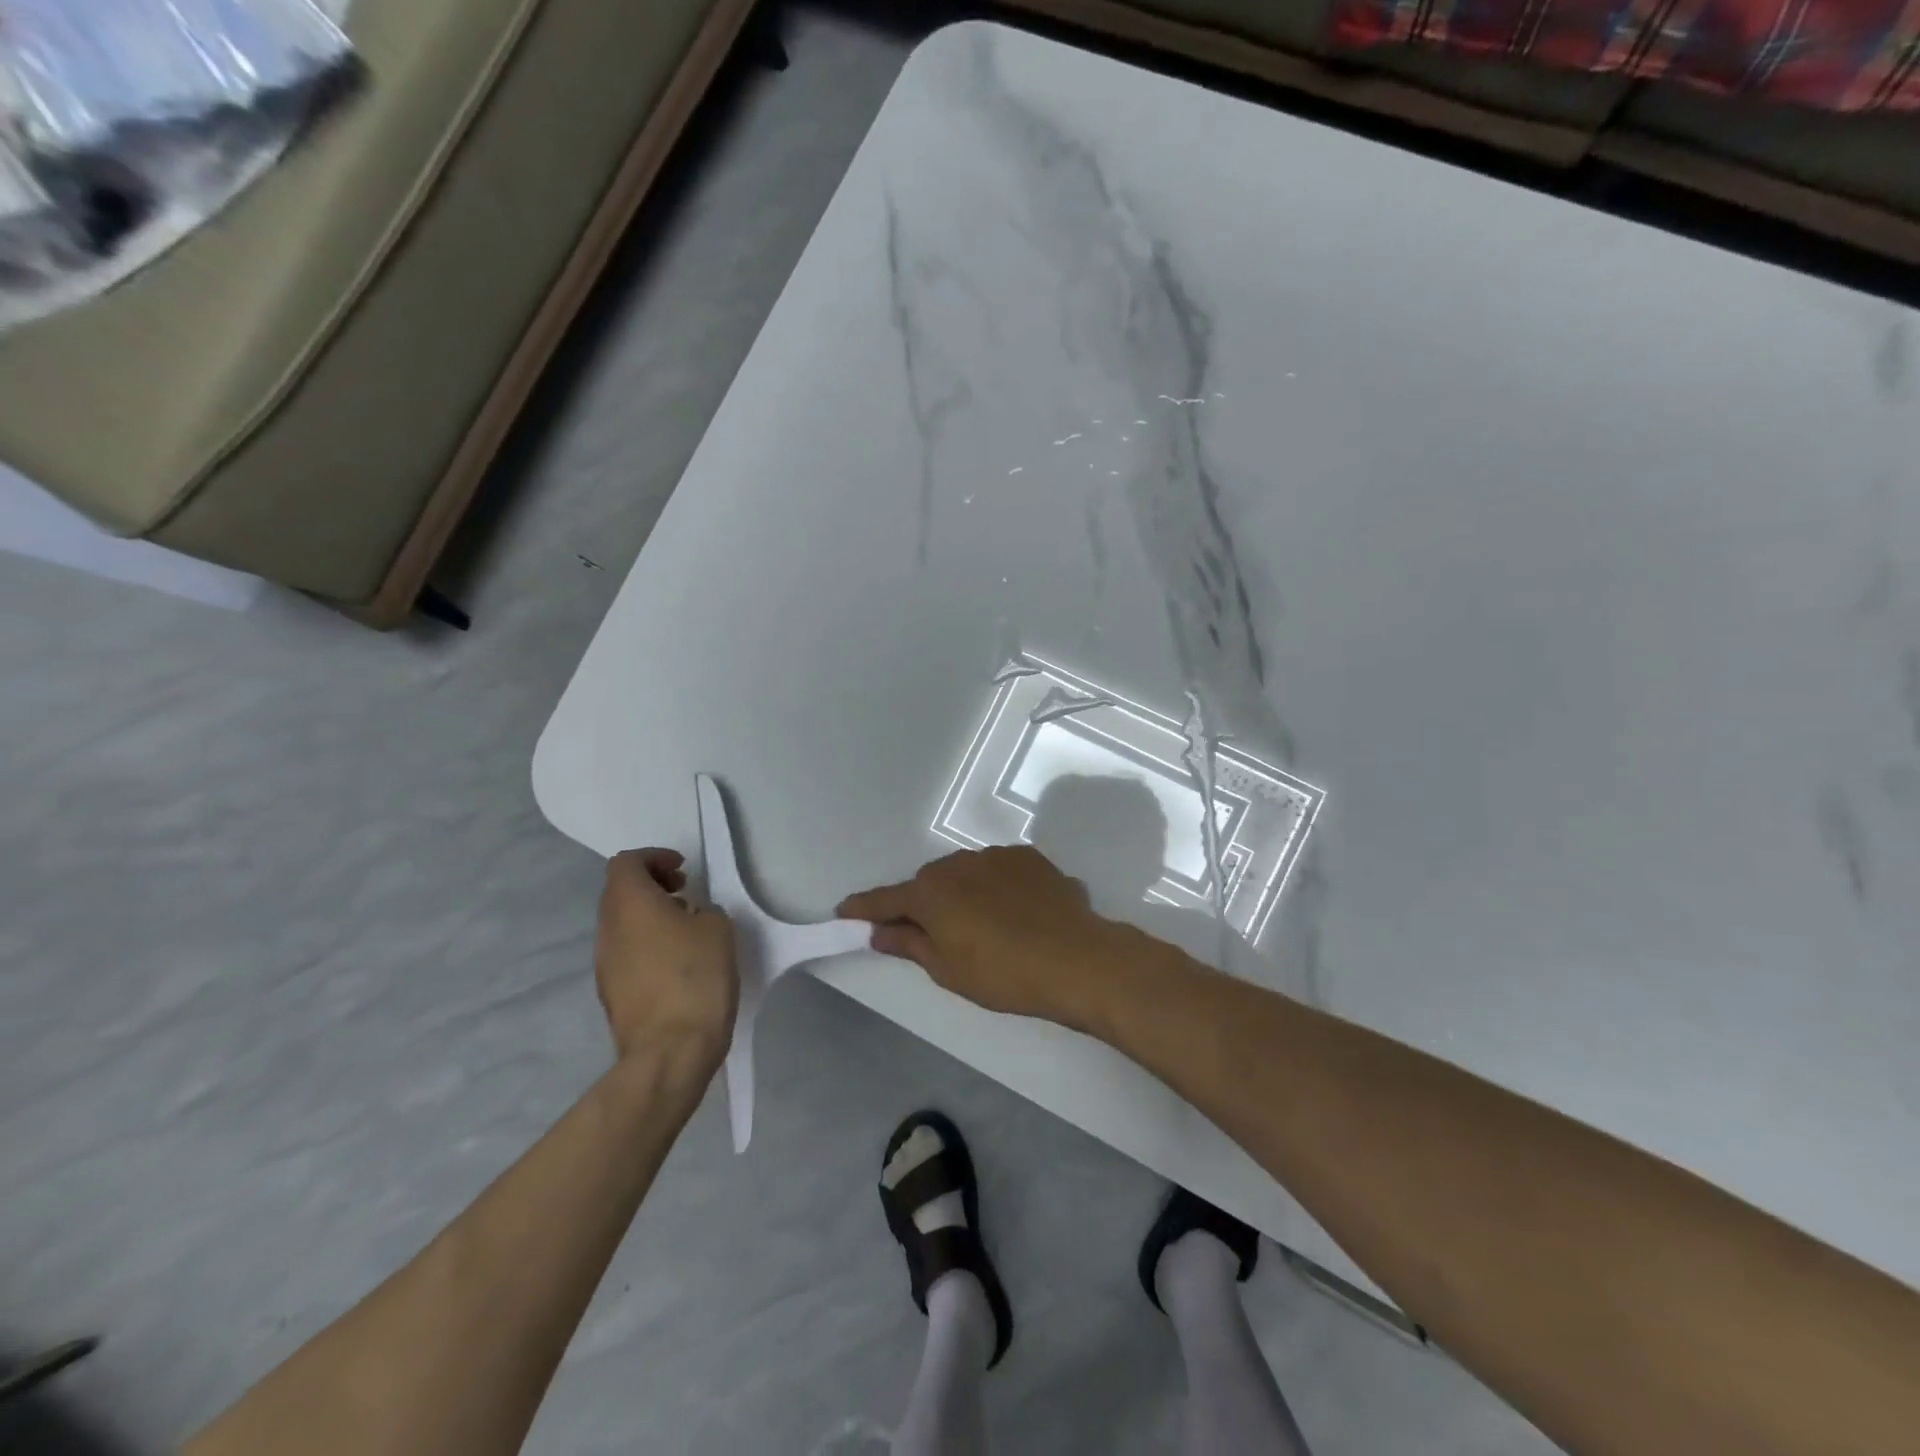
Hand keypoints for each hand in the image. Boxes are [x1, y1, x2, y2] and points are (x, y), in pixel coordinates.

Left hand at [595, 849, 737, 1070]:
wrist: (670, 1051)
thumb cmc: (696, 978)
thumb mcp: (718, 929)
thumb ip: (703, 911)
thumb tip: (690, 918)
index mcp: (629, 904)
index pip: (626, 862)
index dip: (654, 858)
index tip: (683, 869)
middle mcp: (608, 929)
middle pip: (619, 892)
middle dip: (652, 885)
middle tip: (686, 893)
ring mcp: (604, 964)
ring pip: (621, 924)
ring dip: (650, 916)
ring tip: (687, 929)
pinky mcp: (611, 992)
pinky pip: (626, 952)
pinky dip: (647, 943)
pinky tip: (678, 962)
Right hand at [837, 845, 1130, 1028]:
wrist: (1077, 959)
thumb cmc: (1004, 974)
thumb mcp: (948, 969)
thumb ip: (910, 944)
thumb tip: (879, 932)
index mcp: (932, 892)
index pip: (886, 899)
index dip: (864, 908)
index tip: (845, 911)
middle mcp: (959, 864)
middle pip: (928, 883)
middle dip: (924, 905)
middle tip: (933, 936)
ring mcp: (996, 856)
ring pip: (965, 874)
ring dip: (963, 894)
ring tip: (986, 928)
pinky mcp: (1029, 857)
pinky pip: (999, 872)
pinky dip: (996, 889)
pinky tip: (1016, 914)